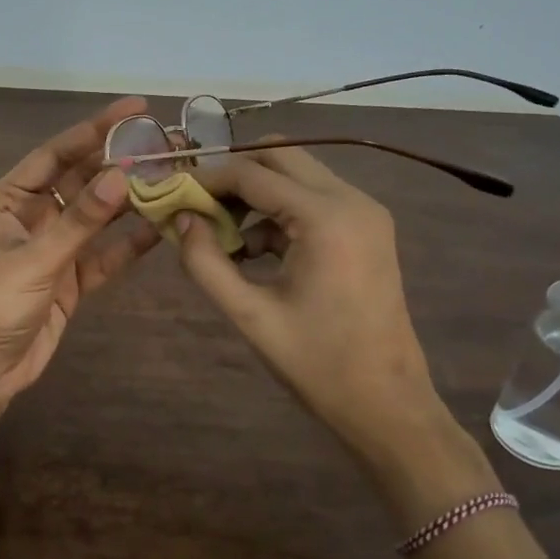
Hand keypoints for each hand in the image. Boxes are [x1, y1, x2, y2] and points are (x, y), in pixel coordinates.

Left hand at [0, 98, 159, 426]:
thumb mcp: (35, 259)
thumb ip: (81, 221)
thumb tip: (124, 174)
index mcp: (9, 199)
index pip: (57, 153)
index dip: (94, 130)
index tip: (135, 109)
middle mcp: (33, 217)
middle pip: (82, 181)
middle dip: (120, 164)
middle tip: (166, 144)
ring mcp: (53, 250)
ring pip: (97, 218)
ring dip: (130, 202)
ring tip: (173, 179)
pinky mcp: (70, 281)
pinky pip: (104, 255)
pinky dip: (129, 244)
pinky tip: (161, 228)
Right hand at [174, 143, 458, 464]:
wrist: (387, 403)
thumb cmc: (317, 363)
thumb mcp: (250, 314)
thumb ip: (206, 262)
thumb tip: (181, 219)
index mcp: (326, 217)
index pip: (253, 172)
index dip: (207, 179)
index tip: (172, 194)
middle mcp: (351, 199)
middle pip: (280, 155)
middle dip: (234, 175)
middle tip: (198, 207)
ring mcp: (365, 212)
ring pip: (297, 174)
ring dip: (255, 193)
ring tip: (221, 236)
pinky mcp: (367, 229)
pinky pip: (313, 200)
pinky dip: (278, 213)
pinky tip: (253, 253)